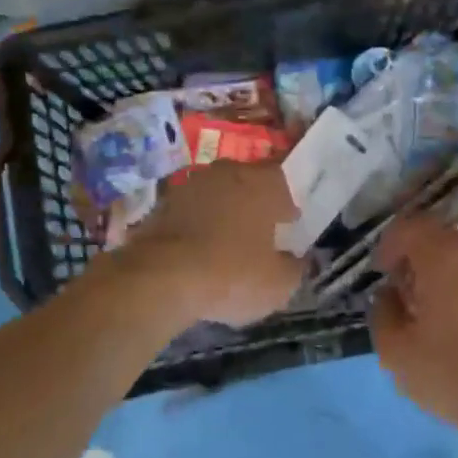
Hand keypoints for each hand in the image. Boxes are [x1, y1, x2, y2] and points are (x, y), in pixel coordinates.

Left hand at [117, 161, 304, 326]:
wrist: (160, 278)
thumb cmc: (232, 274)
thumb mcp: (279, 284)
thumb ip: (295, 267)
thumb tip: (296, 260)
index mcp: (262, 183)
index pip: (284, 181)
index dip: (288, 205)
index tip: (290, 225)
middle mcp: (227, 173)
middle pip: (248, 183)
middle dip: (255, 203)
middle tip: (260, 232)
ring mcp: (191, 185)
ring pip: (216, 194)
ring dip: (223, 212)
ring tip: (226, 243)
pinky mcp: (162, 204)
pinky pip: (190, 211)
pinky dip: (196, 226)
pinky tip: (197, 251)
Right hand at [370, 216, 457, 438]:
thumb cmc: (451, 373)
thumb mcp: (396, 350)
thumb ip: (383, 312)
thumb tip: (389, 294)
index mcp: (444, 257)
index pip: (410, 226)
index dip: (389, 244)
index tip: (381, 273)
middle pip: (438, 238)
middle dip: (415, 259)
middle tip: (402, 295)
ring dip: (441, 274)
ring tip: (430, 312)